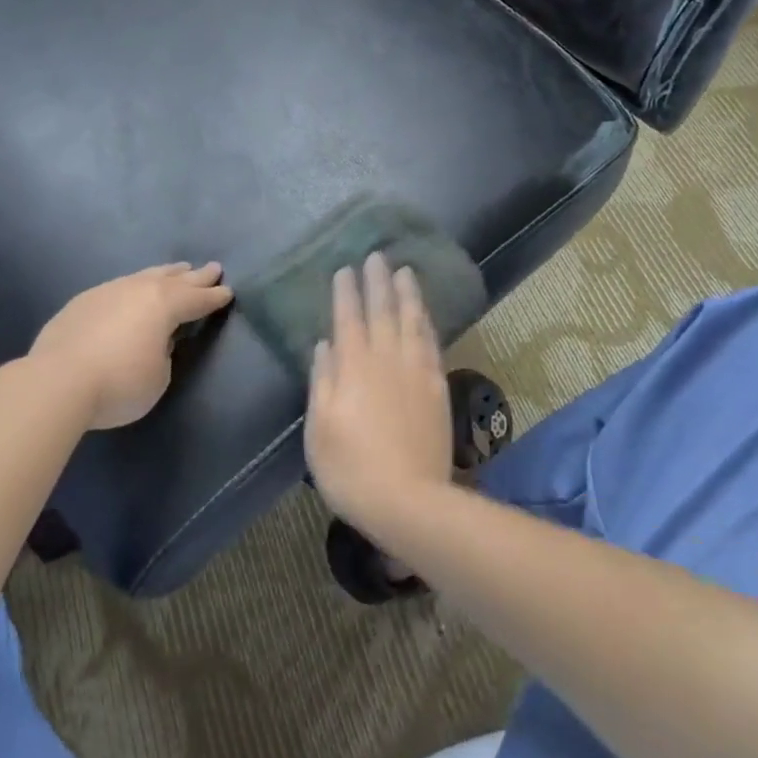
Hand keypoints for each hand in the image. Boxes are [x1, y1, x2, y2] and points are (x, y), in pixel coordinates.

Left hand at [30, 262, 232, 429]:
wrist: (56, 381)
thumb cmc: (119, 383)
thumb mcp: (158, 377)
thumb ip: (163, 353)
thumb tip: (155, 341)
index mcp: (164, 305)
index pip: (197, 299)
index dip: (214, 297)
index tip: (228, 291)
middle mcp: (139, 290)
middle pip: (174, 280)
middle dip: (196, 276)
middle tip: (212, 268)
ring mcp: (108, 291)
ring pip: (144, 276)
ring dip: (165, 274)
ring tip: (177, 269)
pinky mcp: (82, 301)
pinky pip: (119, 286)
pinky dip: (134, 286)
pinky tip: (131, 290)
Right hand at [304, 252, 452, 530]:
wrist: (408, 500)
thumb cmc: (350, 468)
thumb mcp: (319, 428)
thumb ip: (322, 381)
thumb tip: (325, 344)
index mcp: (353, 367)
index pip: (348, 318)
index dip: (346, 292)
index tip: (346, 269)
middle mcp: (386, 360)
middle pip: (382, 312)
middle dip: (378, 282)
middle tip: (377, 256)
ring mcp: (416, 372)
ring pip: (412, 322)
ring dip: (408, 295)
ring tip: (405, 272)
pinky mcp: (437, 388)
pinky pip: (432, 344)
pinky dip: (427, 324)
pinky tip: (425, 315)